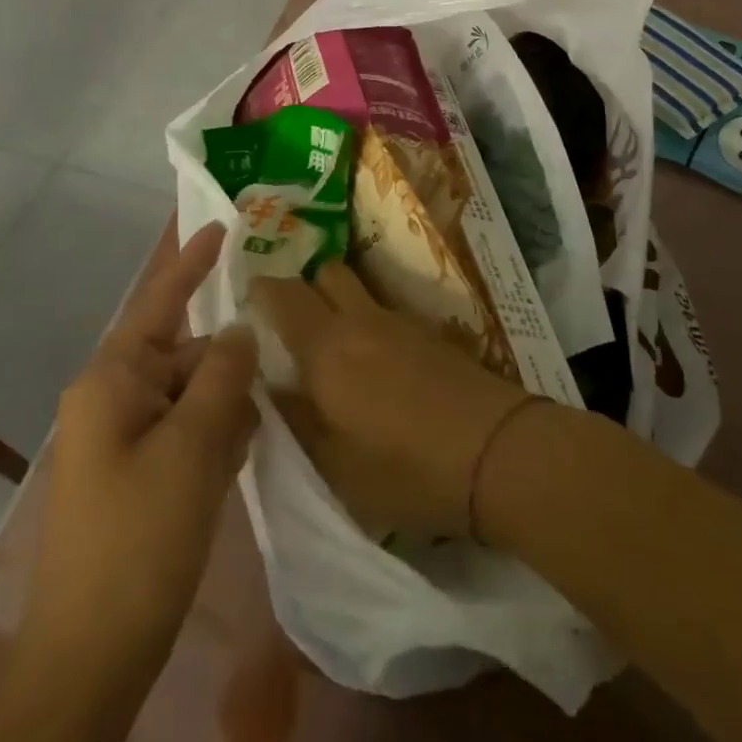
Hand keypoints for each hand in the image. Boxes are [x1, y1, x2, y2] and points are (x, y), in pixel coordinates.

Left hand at [29, 224, 258, 655]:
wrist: (92, 655)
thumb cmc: (140, 537)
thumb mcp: (194, 446)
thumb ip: (224, 375)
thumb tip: (240, 330)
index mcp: (113, 379)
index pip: (160, 300)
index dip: (193, 261)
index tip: (223, 224)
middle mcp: (113, 398)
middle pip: (186, 354)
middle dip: (227, 367)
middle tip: (266, 389)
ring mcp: (122, 439)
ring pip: (191, 395)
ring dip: (225, 410)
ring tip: (249, 440)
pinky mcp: (136, 474)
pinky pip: (185, 432)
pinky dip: (213, 439)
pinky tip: (234, 464)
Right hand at [248, 261, 528, 538]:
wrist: (496, 452)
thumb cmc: (405, 469)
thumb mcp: (334, 464)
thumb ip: (295, 418)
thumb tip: (266, 386)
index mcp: (328, 346)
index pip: (284, 294)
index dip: (260, 291)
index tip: (245, 304)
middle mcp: (362, 319)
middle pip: (326, 273)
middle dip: (303, 287)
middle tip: (287, 323)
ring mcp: (401, 321)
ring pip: (358, 289)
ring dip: (338, 301)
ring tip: (329, 344)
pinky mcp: (430, 334)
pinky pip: (385, 310)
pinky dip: (368, 321)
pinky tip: (372, 361)